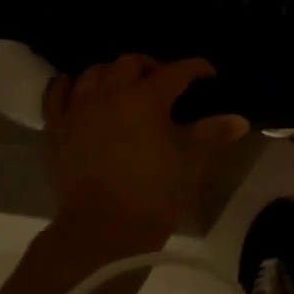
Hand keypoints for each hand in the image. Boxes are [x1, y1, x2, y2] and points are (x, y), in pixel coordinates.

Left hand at [42, 55, 248, 254]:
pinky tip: (83, 93)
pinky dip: (71, 86)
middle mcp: (110, 94)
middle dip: (153, 66)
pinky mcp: (55, 129)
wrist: (101, 230)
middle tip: (166, 82)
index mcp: (147, 98)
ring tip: (125, 87)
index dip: (196, 68)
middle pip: (131, 63)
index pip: (176, 70)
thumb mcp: (191, 160)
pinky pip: (57, 93)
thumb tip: (238, 120)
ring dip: (113, 74)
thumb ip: (212, 132)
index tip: (209, 75)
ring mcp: (77, 110)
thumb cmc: (154, 192)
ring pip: (93, 73)